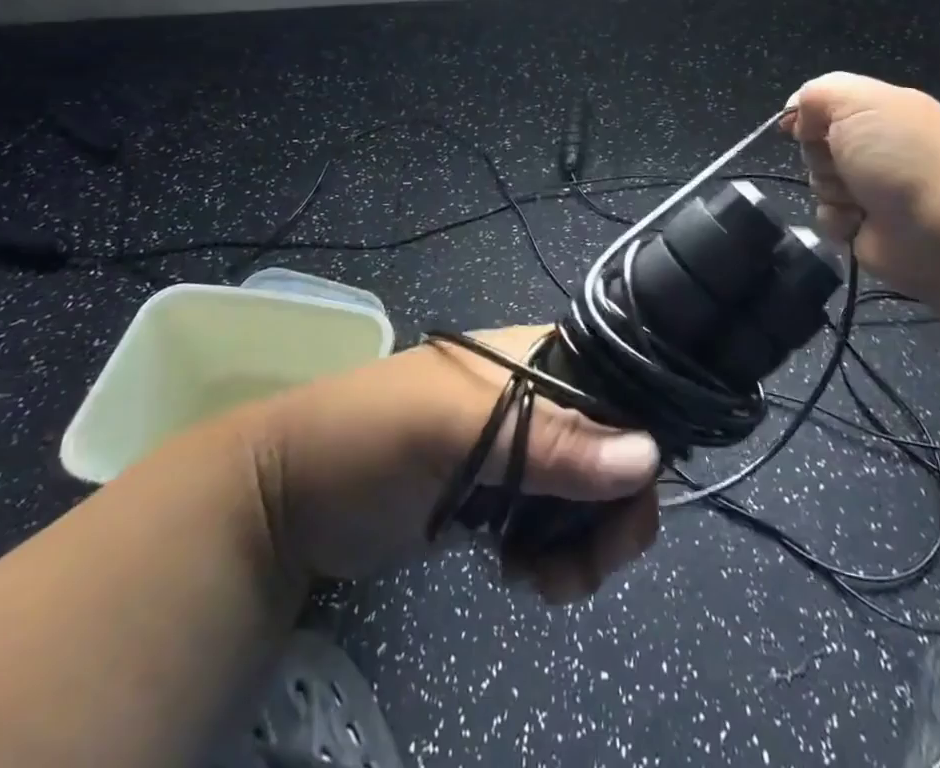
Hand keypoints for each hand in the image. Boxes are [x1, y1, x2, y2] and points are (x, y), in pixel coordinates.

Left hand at [243, 326, 660, 602]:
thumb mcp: (450, 430)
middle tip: (585, 565)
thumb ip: (546, 442)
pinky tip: (520, 577)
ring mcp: (515, 451)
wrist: (290, 497)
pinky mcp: (496, 496)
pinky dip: (553, 559)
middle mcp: (534, 399)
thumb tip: (649, 455)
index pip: (616, 388)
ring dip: (583, 547)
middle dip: (612, 513)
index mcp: (531, 359)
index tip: (631, 504)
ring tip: (543, 580)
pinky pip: (553, 528)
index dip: (638, 442)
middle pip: (612, 450)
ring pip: (588, 497)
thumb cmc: (369, 437)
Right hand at [783, 72, 939, 314]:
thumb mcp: (859, 103)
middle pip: (816, 143)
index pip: (827, 103)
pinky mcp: (865, 224)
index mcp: (884, 110)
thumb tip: (797, 116)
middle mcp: (878, 146)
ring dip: (829, 189)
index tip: (798, 128)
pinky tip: (857, 221)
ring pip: (817, 180)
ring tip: (857, 199)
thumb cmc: (901, 159)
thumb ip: (817, 94)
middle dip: (819, 155)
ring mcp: (872, 187)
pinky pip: (826, 215)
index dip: (807, 114)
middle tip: (843, 164)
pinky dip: (836, 219)